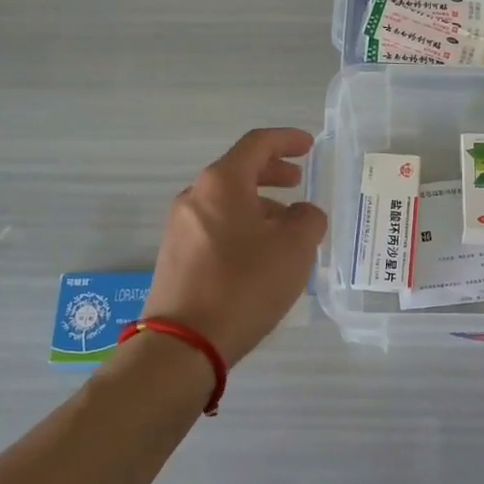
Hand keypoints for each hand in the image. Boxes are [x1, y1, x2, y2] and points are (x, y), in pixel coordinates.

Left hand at [143, 128, 326, 366]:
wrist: (183, 343)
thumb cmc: (244, 284)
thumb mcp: (295, 248)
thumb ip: (308, 219)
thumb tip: (301, 214)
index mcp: (222, 183)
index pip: (257, 144)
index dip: (286, 140)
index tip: (308, 146)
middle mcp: (194, 197)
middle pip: (238, 172)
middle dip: (272, 173)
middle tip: (298, 181)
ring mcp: (179, 228)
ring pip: (226, 203)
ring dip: (259, 205)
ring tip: (286, 227)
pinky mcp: (175, 257)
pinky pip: (215, 227)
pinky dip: (241, 227)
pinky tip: (260, 255)